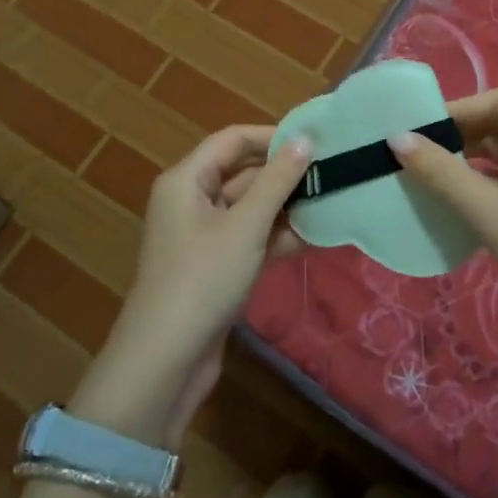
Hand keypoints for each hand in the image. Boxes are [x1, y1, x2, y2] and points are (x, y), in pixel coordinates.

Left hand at [72, 126, 309, 448]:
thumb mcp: (245, 226)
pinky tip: (313, 238)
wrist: (166, 361)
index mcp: (187, 179)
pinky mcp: (216, 265)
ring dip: (286, 207)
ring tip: (331, 203)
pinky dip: (277, 236)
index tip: (315, 142)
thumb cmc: (203, 279)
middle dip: (284, 175)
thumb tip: (305, 139)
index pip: (232, 140)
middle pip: (242, 173)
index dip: (272, 137)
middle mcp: (192, 200)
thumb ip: (277, 181)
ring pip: (250, 207)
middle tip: (332, 173)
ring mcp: (204, 235)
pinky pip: (250, 237)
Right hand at [391, 89, 497, 330]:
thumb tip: (397, 138)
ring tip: (430, 174)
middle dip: (461, 134)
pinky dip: (482, 184)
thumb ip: (442, 174)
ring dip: (469, 161)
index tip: (423, 128)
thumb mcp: (491, 212)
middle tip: (420, 152)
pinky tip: (456, 201)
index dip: (460, 108)